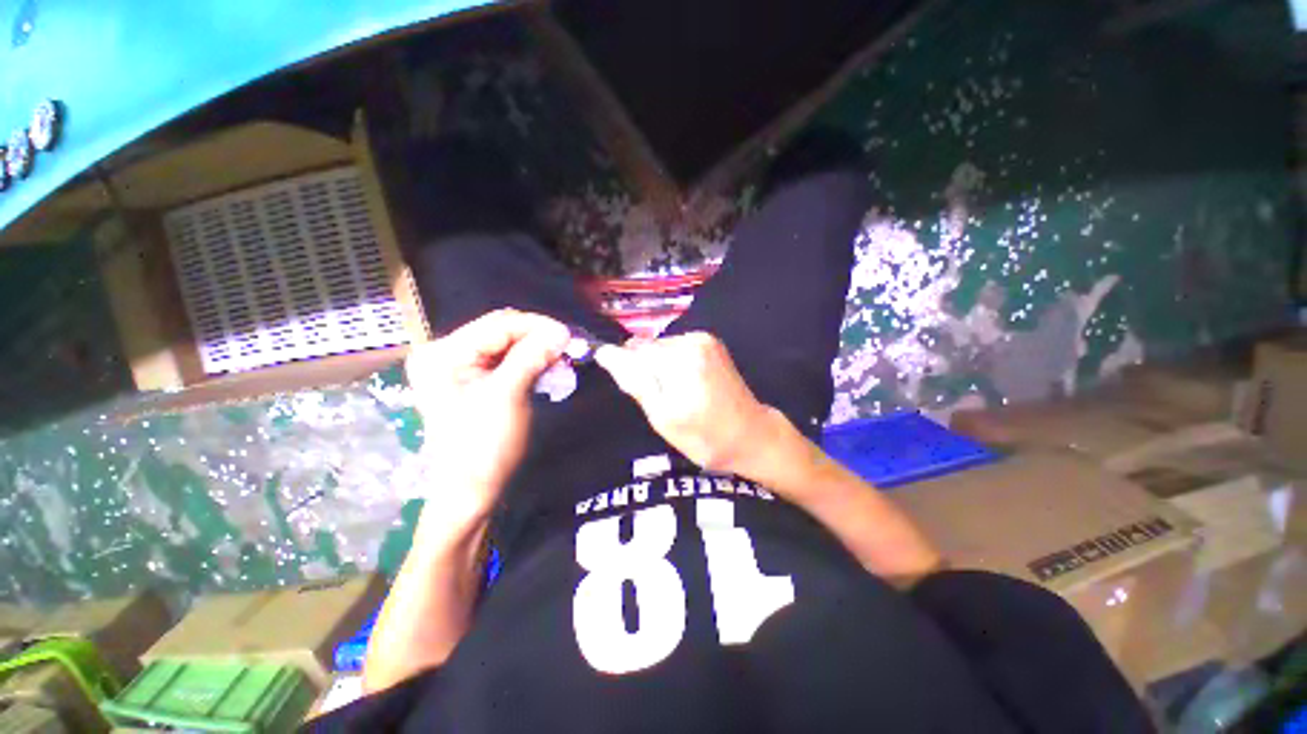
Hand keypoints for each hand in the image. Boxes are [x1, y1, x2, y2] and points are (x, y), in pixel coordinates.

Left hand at [406, 309, 569, 526]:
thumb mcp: (508, 396)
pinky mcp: (472, 379)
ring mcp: (458, 366)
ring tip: (561, 359)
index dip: (537, 326)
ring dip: (536, 350)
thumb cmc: (484, 445)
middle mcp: (446, 352)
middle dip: (537, 337)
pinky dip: (528, 362)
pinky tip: (546, 368)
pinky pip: (505, 360)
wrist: (470, 490)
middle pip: (501, 332)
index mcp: (444, 354)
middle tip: (567, 348)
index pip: (498, 324)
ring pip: (506, 345)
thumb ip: (532, 357)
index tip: (569, 334)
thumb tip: (562, 330)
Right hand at [595, 332, 773, 472]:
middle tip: (663, 400)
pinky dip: (673, 363)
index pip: (631, 353)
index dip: (629, 373)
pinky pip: (675, 347)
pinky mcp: (710, 341)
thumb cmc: (704, 436)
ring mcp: (704, 338)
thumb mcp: (662, 417)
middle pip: (646, 348)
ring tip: (678, 394)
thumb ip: (634, 381)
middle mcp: (692, 340)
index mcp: (680, 360)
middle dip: (646, 371)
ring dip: (659, 367)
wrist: (750, 434)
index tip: (643, 394)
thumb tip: (605, 353)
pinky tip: (687, 384)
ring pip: (660, 347)